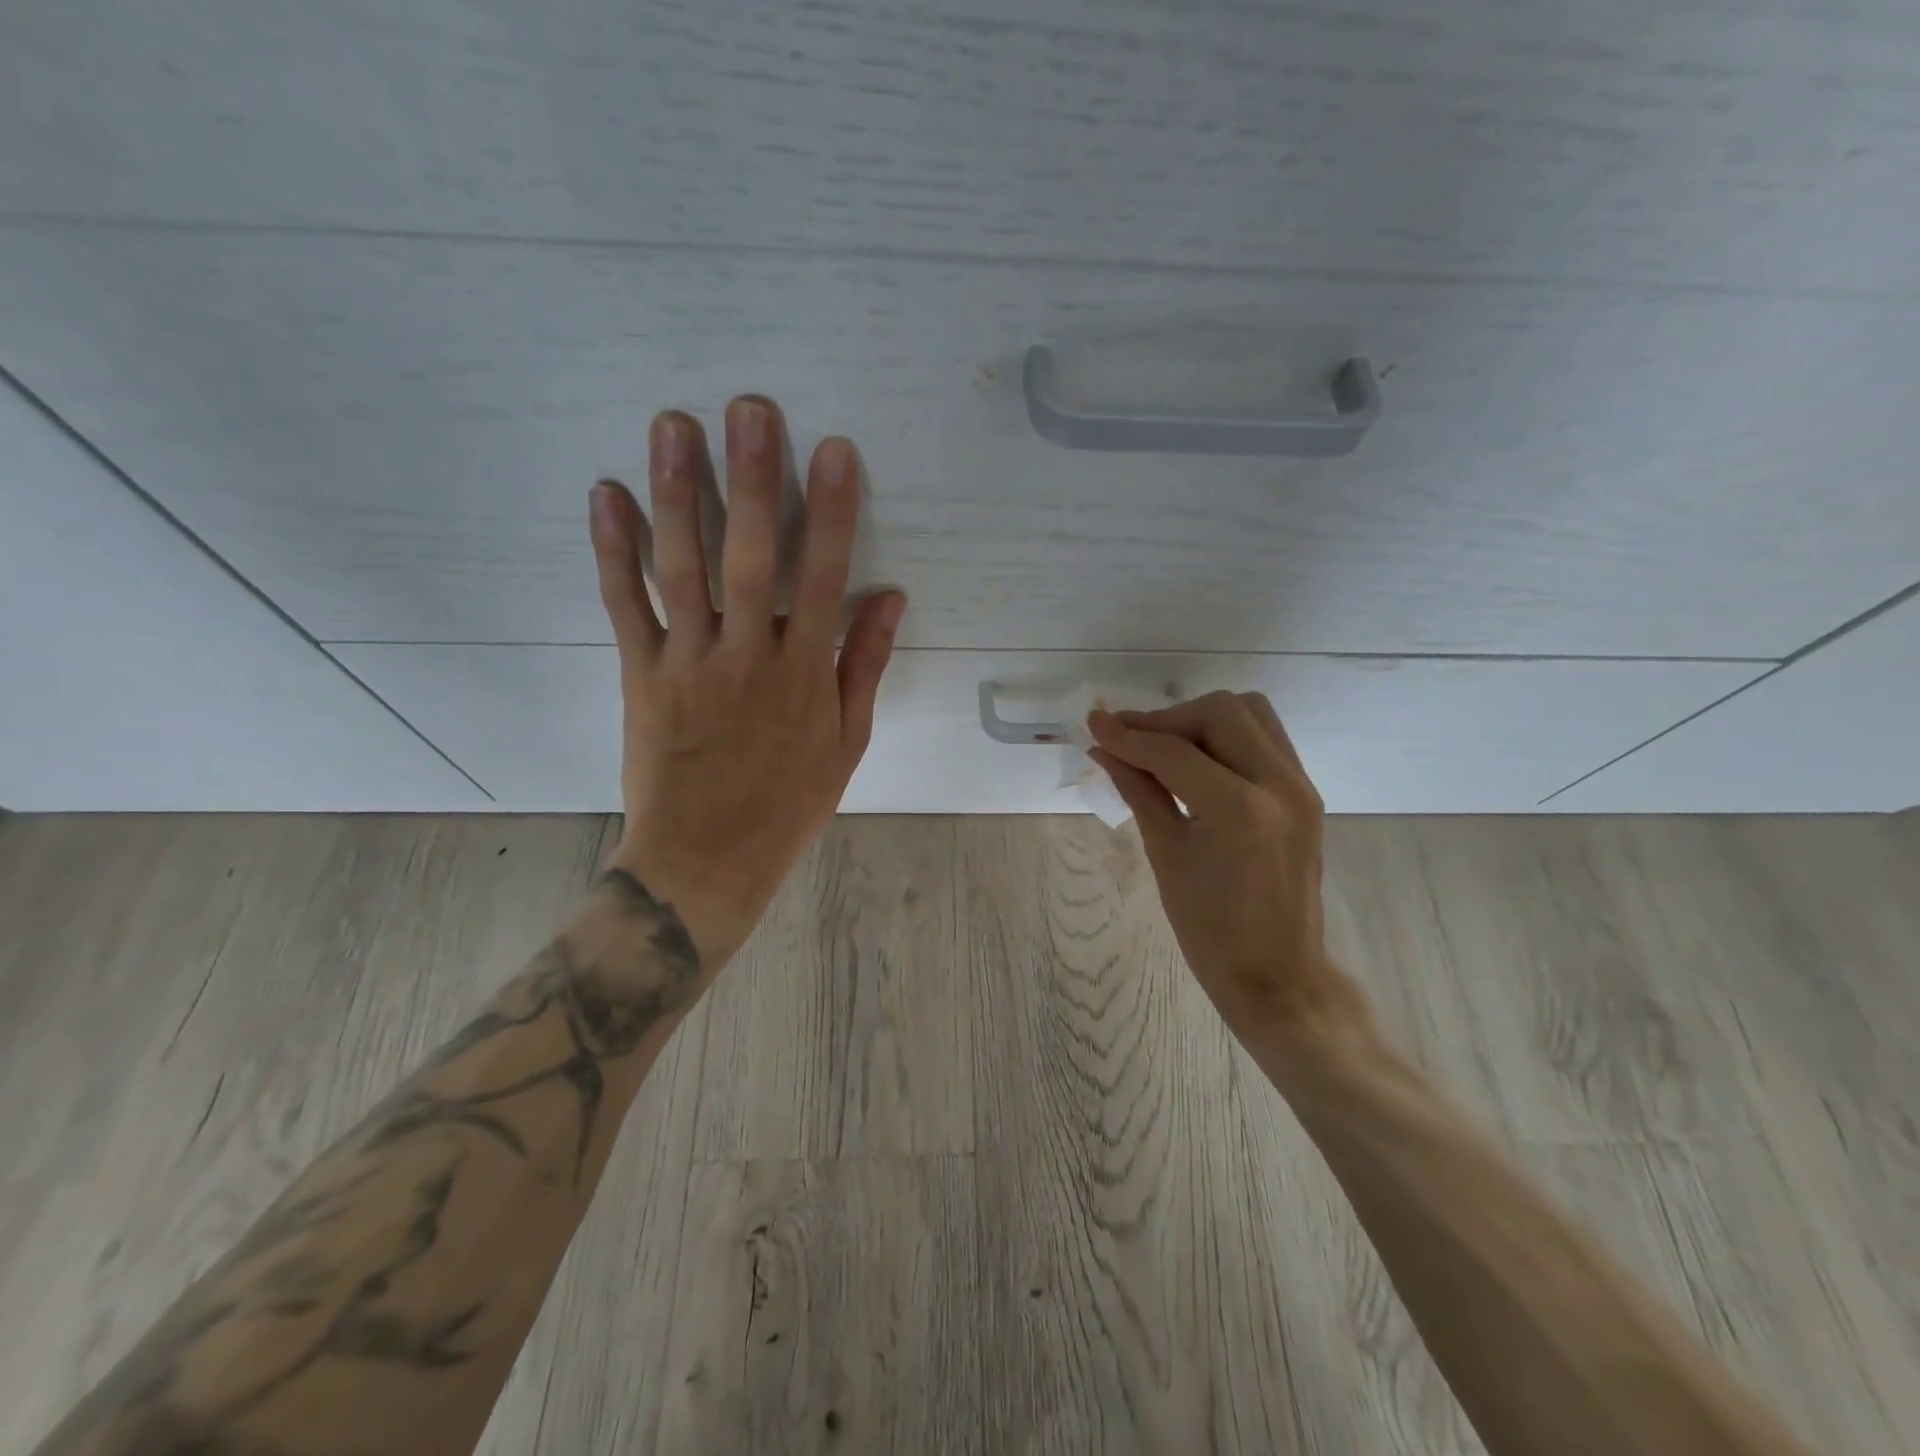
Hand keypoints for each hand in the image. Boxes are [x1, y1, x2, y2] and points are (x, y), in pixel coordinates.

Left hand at [588, 395, 903, 971]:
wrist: (706, 860)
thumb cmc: (788, 804)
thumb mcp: (846, 743)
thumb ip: (864, 666)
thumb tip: (891, 598)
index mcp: (804, 675)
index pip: (823, 579)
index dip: (831, 513)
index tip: (834, 451)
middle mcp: (748, 658)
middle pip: (750, 558)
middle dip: (752, 479)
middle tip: (748, 407)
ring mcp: (689, 664)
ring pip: (682, 569)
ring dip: (678, 494)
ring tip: (673, 426)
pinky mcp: (641, 676)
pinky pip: (625, 607)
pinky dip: (614, 552)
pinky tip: (608, 496)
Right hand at [1088, 692, 1372, 1048]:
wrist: (1278, 974)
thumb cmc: (1210, 929)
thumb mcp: (1165, 854)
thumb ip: (1138, 789)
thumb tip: (1104, 749)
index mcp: (1240, 810)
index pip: (1174, 751)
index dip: (1128, 735)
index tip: (1094, 724)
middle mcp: (1280, 785)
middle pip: (1221, 712)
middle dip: (1168, 720)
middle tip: (1130, 741)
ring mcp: (1301, 786)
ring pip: (1250, 714)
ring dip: (1200, 720)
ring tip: (1163, 748)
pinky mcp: (1306, 793)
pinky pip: (1265, 738)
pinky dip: (1225, 737)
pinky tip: (1196, 762)